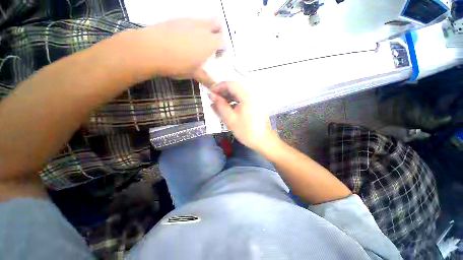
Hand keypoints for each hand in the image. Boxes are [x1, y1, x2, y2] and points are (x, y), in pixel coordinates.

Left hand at [126, 18, 221, 86]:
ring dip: (205, 29)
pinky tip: (183, 39)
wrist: (150, 49)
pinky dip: (192, 28)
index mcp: (209, 42)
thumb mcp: (194, 74)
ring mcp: (189, 21)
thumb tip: (214, 88)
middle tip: (211, 45)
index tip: (216, 56)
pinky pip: (190, 20)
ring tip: (196, 43)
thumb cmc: (178, 64)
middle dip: (218, 33)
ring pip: (203, 20)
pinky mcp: (176, 19)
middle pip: (217, 23)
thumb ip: (207, 79)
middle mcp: (202, 28)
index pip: (224, 41)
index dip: (223, 48)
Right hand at [210, 81, 278, 151]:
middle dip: (223, 92)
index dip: (219, 86)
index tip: (211, 93)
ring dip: (228, 96)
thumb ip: (220, 105)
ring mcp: (254, 100)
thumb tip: (211, 95)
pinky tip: (229, 108)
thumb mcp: (230, 119)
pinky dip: (234, 101)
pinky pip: (242, 99)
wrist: (263, 141)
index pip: (231, 84)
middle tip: (214, 99)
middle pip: (235, 87)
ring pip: (239, 93)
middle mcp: (252, 95)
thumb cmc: (246, 131)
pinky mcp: (255, 105)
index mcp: (247, 97)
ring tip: (220, 104)